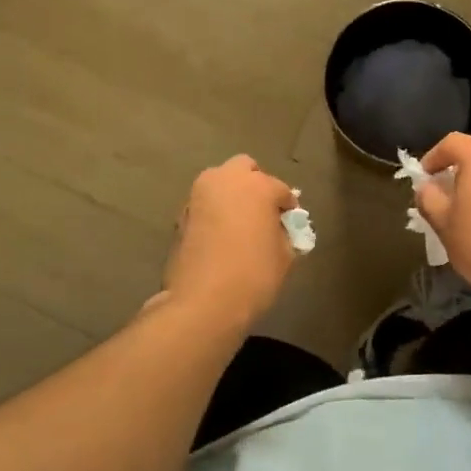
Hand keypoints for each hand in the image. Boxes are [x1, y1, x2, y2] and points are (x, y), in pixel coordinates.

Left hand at [161, 156, 299, 329]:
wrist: (203, 302)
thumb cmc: (254, 276)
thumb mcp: (284, 256)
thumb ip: (285, 234)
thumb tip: (278, 228)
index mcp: (257, 185)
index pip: (281, 189)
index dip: (288, 207)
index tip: (290, 224)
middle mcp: (225, 180)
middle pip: (244, 168)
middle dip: (255, 184)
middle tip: (261, 212)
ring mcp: (198, 195)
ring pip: (219, 182)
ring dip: (230, 195)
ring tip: (239, 224)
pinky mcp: (180, 214)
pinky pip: (204, 204)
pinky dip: (213, 212)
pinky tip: (219, 237)